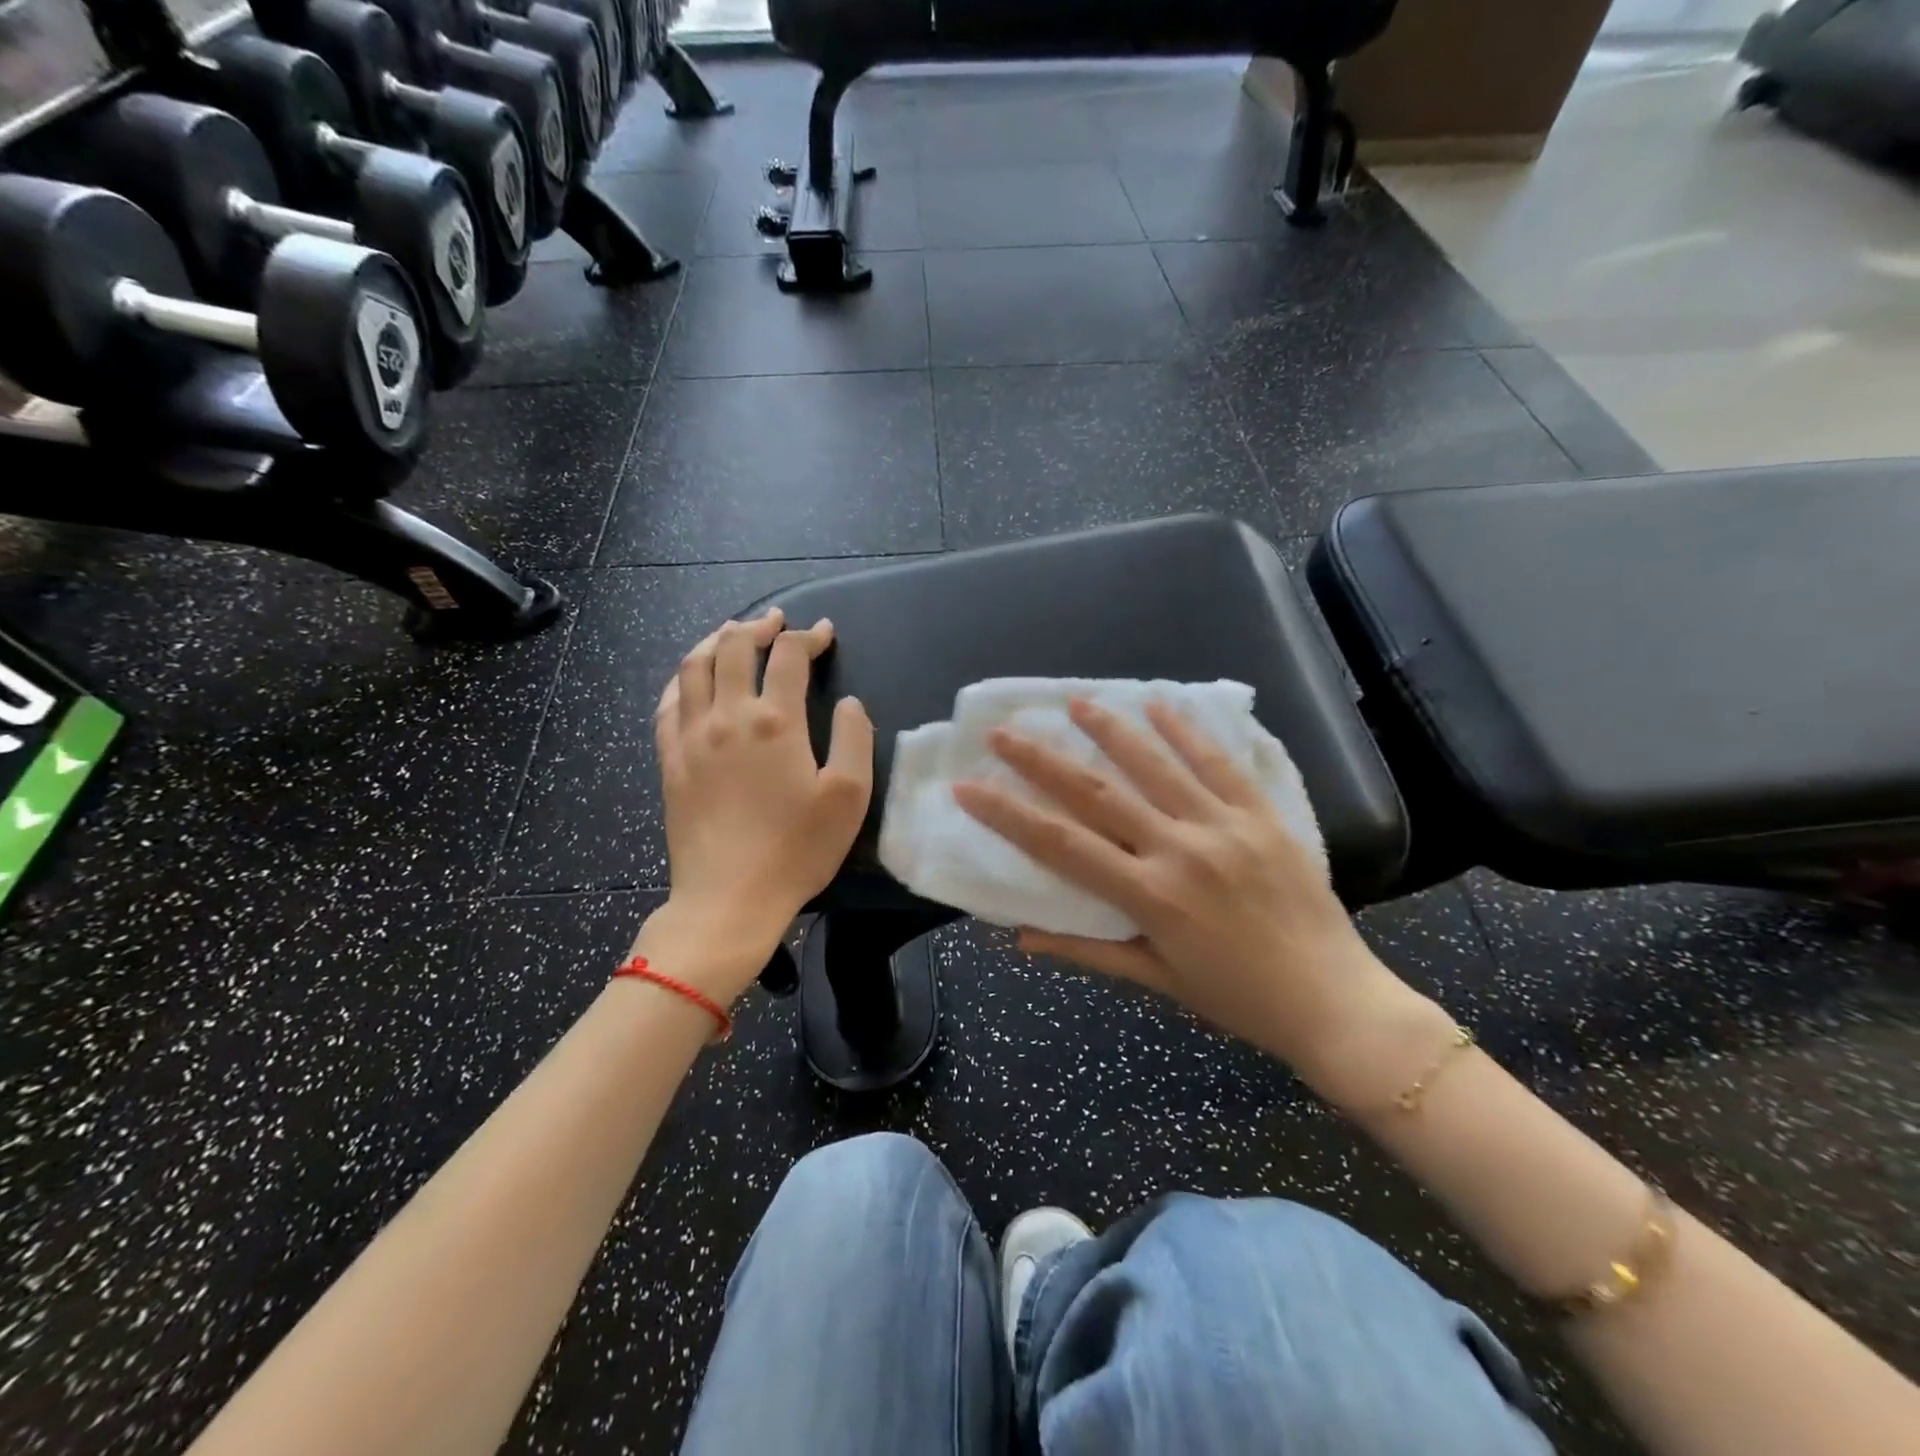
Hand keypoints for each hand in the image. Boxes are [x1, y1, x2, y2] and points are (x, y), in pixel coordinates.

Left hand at [636, 609, 872, 1001]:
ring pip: (694, 666)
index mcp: (775, 721)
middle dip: (758, 626)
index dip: (809, 637)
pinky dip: (682, 678)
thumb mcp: (849, 796)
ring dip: (716, 641)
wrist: (729, 899)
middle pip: (734, 648)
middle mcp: (728, 716)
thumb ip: (855, 738)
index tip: (825, 633)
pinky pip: (668, 703)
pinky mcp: (670, 760)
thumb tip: (849, 702)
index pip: (789, 656)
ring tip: (733, 635)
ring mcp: (691, 737)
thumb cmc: (797, 849)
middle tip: (777, 622)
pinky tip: (691, 679)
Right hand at [953, 698, 1441, 1104]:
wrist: (1335, 1002)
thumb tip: (1020, 937)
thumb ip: (1087, 949)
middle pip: (1097, 793)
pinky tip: (1158, 705)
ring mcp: (1225, 826)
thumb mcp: (1156, 980)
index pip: (1060, 844)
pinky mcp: (1263, 816)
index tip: (969, 786)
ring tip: (1074, 703)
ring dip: (1110, 730)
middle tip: (1004, 731)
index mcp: (1149, 895)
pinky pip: (1219, 764)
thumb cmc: (1238, 999)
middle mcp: (1180, 850)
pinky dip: (1187, 732)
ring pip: (1155, 765)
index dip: (1008, 814)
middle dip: (1042, 759)